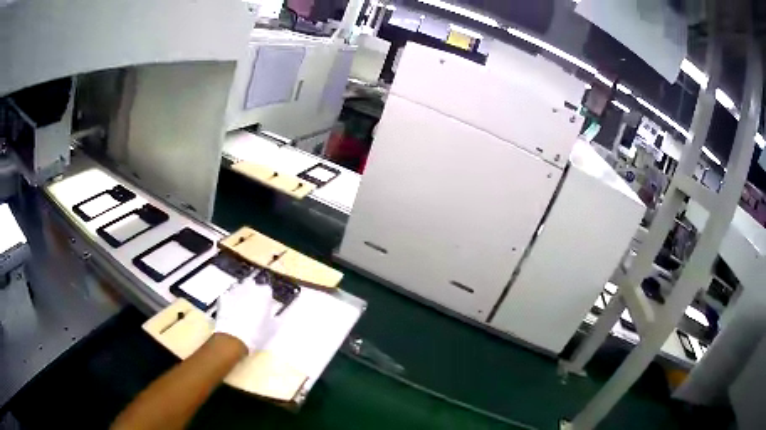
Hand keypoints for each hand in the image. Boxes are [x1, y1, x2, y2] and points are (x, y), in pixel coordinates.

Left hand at [214, 276, 277, 352]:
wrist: (234, 337)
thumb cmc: (257, 333)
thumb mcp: (272, 328)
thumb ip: (276, 319)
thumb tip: (276, 317)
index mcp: (264, 293)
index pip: (267, 289)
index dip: (266, 298)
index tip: (265, 307)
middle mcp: (249, 287)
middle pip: (251, 283)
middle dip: (251, 291)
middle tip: (252, 305)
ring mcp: (234, 291)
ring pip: (238, 287)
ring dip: (240, 294)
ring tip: (240, 307)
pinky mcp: (223, 297)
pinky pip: (228, 295)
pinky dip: (229, 300)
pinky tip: (230, 310)